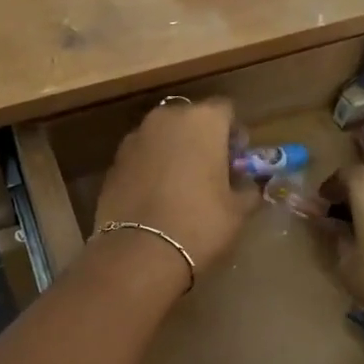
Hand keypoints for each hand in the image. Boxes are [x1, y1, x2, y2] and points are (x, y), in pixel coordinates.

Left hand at [94, 98, 258, 280]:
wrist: (138, 252)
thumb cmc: (199, 224)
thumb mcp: (237, 211)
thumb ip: (248, 189)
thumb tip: (250, 186)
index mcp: (203, 121)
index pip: (226, 111)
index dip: (234, 134)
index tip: (237, 160)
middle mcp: (166, 119)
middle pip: (191, 119)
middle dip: (202, 139)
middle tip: (211, 171)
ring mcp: (135, 138)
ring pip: (163, 136)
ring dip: (174, 152)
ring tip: (182, 186)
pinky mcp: (114, 162)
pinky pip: (142, 156)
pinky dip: (151, 168)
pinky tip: (157, 197)